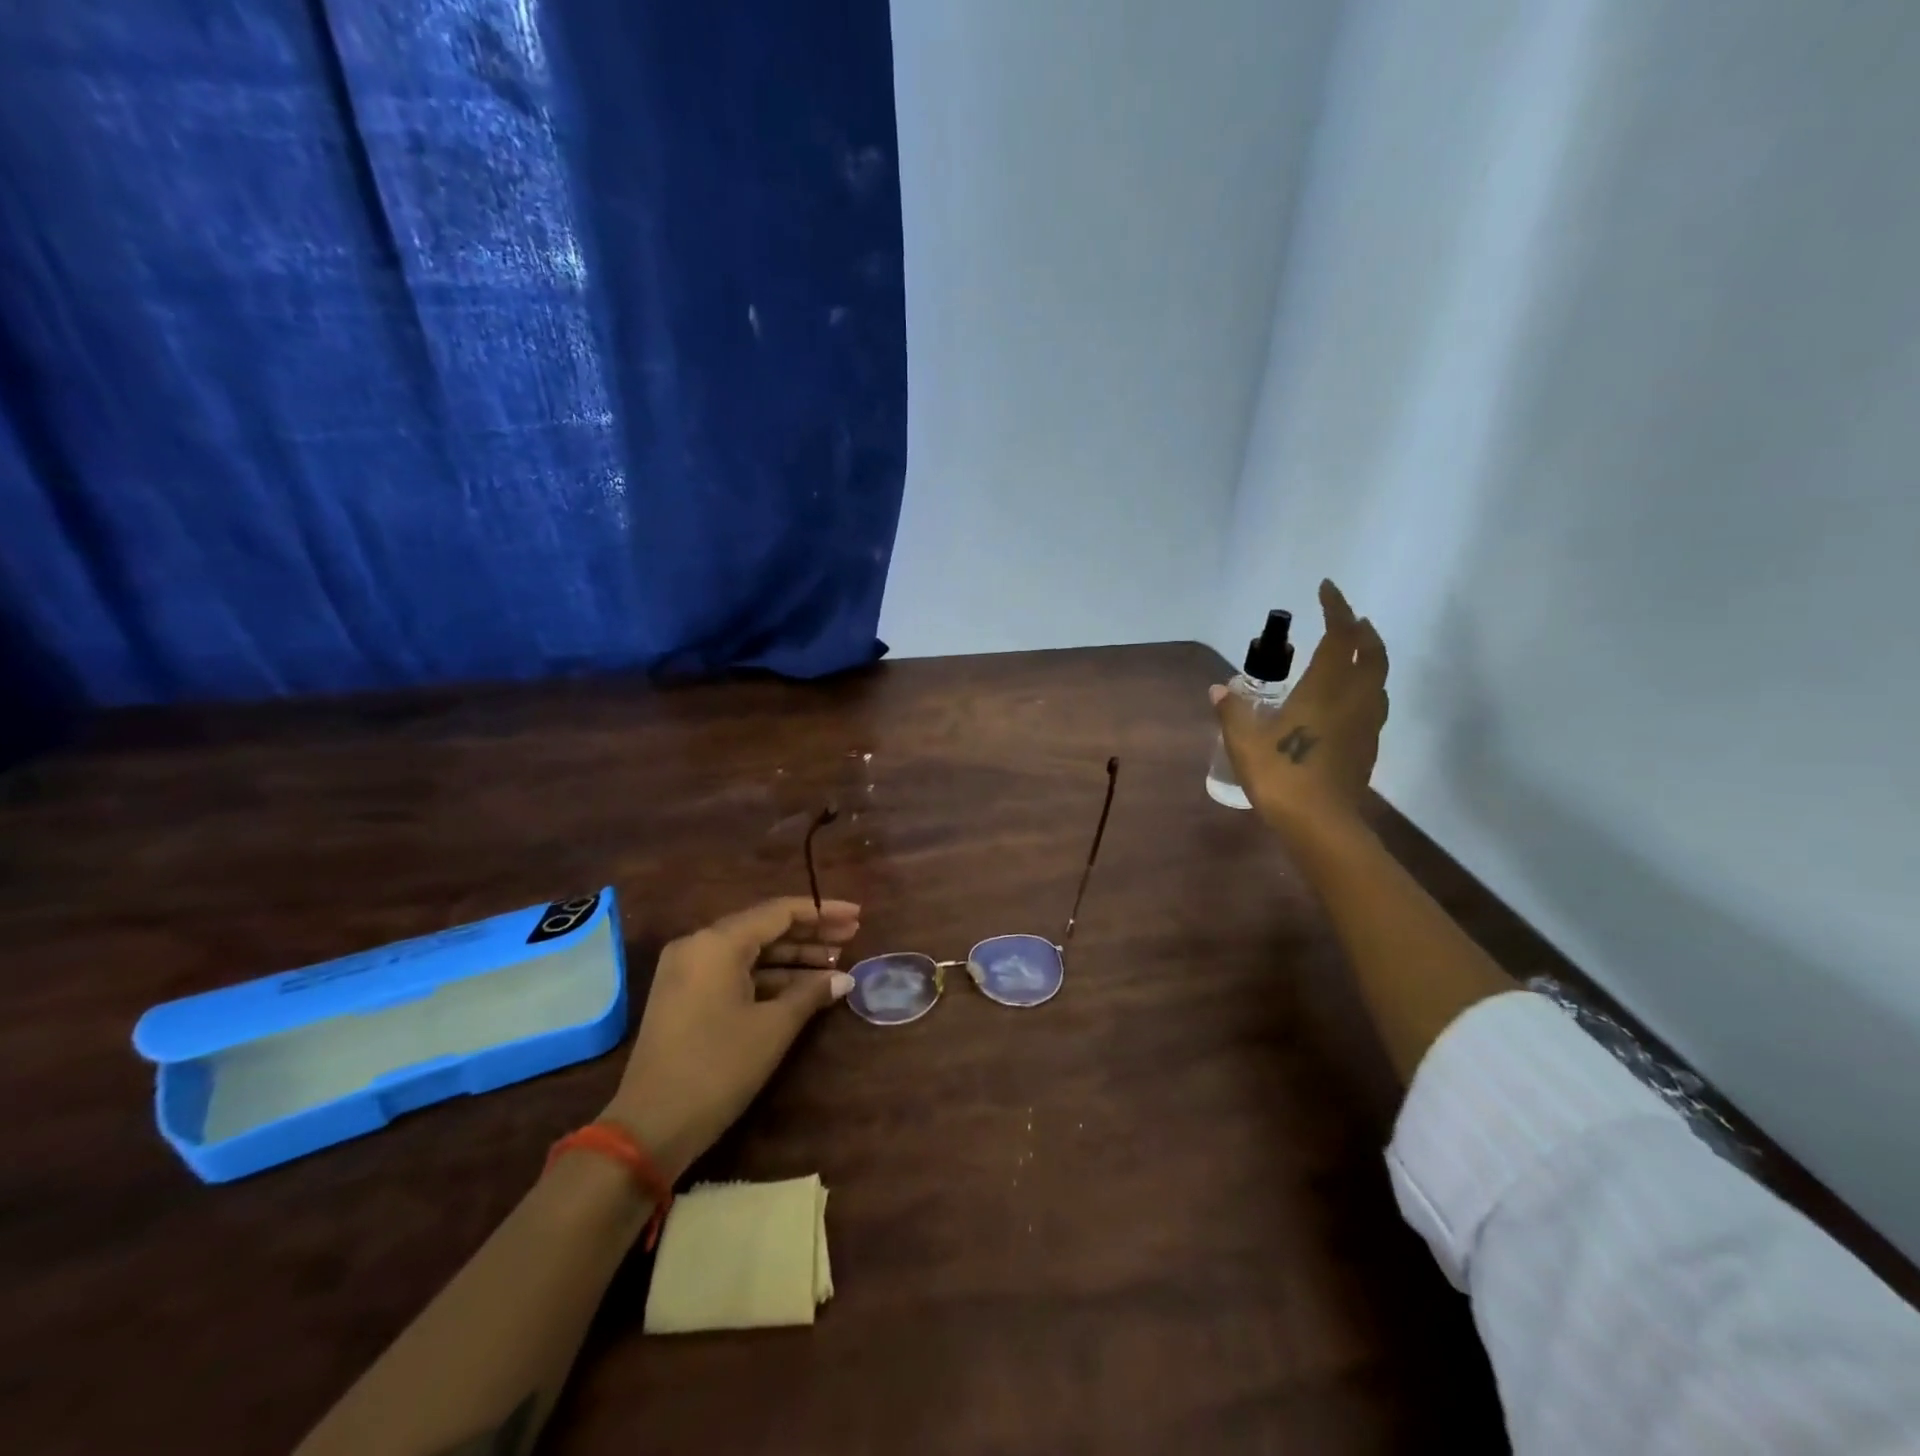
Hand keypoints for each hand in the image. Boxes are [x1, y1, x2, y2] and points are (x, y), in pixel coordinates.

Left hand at [602, 897, 860, 1178]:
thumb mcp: (773, 1028)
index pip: (779, 912)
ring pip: (751, 952)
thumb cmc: (717, 1068)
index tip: (857, 916)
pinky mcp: (685, 996)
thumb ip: (811, 993)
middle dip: (810, 934)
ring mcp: (688, 971)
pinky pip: (735, 972)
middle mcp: (698, 945)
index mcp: (717, 942)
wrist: (649, 1127)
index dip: (823, 912)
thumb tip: (844, 978)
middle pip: (765, 927)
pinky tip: (803, 988)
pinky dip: (769, 977)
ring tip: (836, 965)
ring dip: (793, 958)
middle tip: (852, 938)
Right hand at [1211, 579, 1388, 832]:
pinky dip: (1366, 688)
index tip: (1327, 589)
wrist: (1320, 823)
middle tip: (1348, 619)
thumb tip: (1220, 688)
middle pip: (1372, 653)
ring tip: (1353, 653)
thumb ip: (1233, 711)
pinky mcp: (1368, 746)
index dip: (1336, 609)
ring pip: (1379, 679)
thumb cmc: (1280, 775)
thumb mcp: (1244, 742)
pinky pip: (1374, 704)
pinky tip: (1347, 700)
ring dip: (1370, 658)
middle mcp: (1353, 699)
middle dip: (1362, 630)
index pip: (1339, 636)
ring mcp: (1366, 724)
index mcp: (1325, 689)